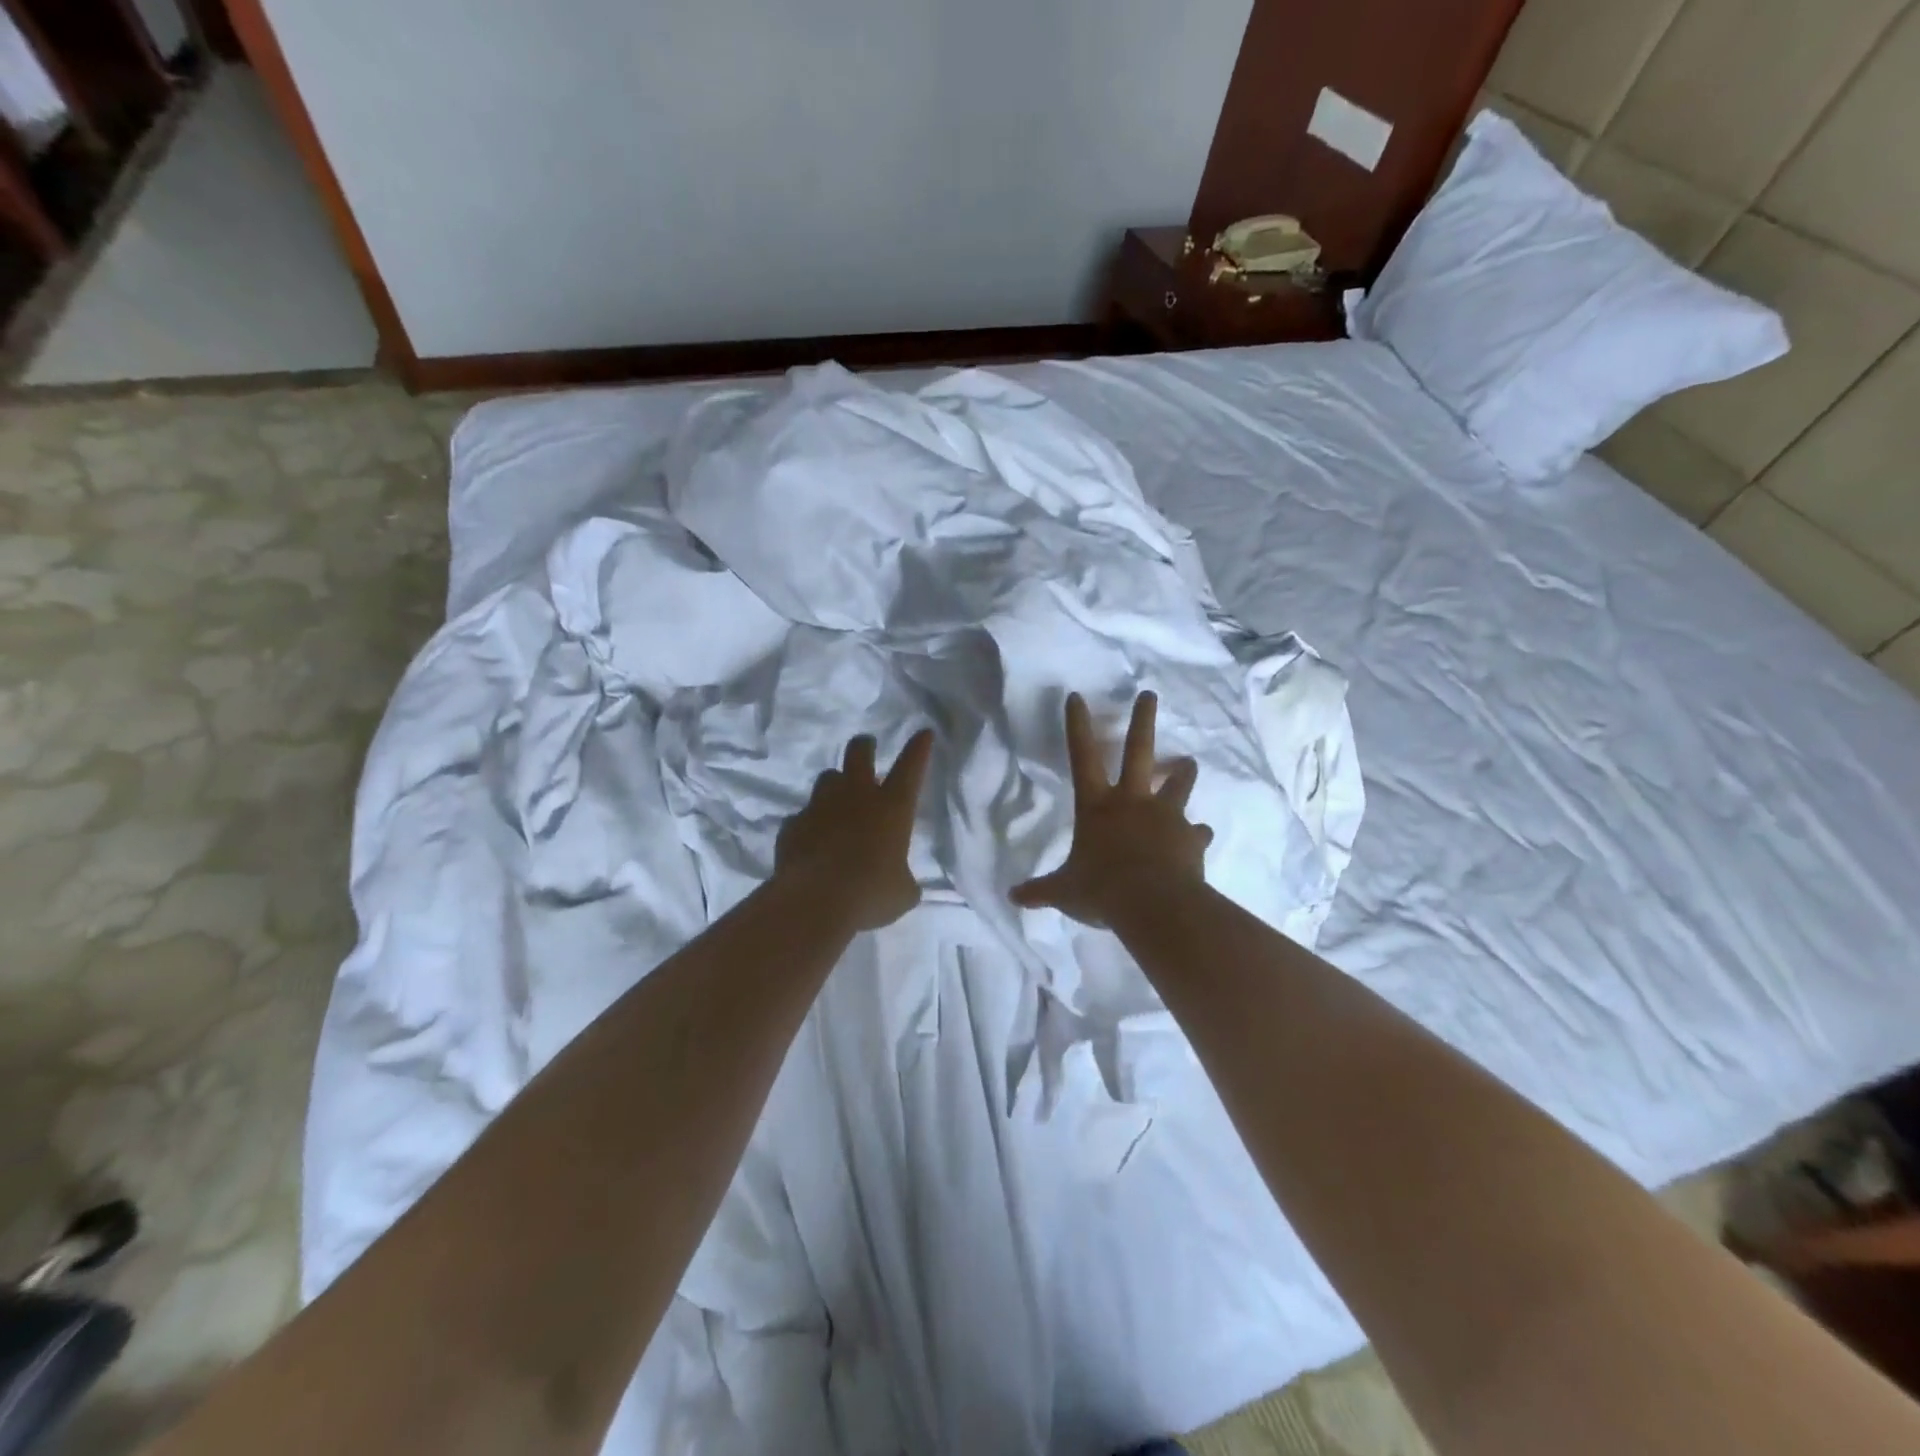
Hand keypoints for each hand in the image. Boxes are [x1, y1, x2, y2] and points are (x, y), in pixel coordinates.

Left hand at [775, 729, 934, 929]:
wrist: (814, 901)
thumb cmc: (871, 893)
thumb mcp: (902, 893)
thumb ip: (903, 879)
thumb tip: (902, 883)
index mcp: (892, 808)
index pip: (910, 767)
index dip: (918, 749)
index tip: (923, 733)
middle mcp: (856, 797)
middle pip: (859, 753)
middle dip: (864, 746)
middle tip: (866, 748)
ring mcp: (821, 807)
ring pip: (827, 778)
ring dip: (835, 785)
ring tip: (837, 801)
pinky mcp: (793, 825)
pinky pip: (803, 816)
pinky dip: (810, 824)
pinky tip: (811, 841)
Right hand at [1010, 692, 1211, 927]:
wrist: (1154, 905)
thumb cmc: (1102, 890)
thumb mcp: (1064, 891)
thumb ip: (1041, 890)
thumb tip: (1013, 897)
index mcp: (1097, 806)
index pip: (1082, 757)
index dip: (1077, 726)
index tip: (1076, 696)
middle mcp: (1132, 801)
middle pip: (1139, 751)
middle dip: (1142, 720)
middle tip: (1149, 695)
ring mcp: (1166, 816)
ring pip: (1178, 783)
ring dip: (1183, 772)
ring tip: (1189, 762)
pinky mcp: (1191, 837)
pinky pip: (1197, 832)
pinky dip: (1197, 833)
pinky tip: (1201, 836)